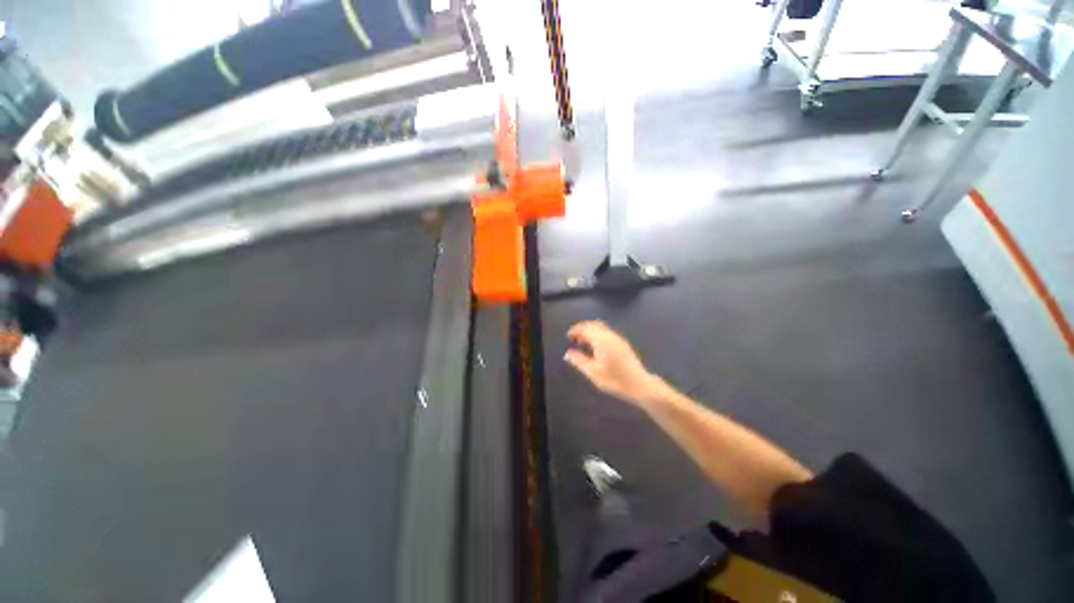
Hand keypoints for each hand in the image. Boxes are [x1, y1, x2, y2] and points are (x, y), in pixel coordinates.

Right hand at [564, 321, 664, 406]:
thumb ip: (579, 361)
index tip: (568, 338)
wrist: (640, 385)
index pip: (585, 328)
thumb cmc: (615, 380)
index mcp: (601, 340)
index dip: (575, 331)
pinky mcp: (623, 344)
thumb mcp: (593, 372)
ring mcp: (618, 339)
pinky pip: (607, 333)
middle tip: (574, 340)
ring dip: (590, 332)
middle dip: (582, 330)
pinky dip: (598, 336)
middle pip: (593, 325)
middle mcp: (610, 335)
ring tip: (584, 345)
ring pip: (601, 328)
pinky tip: (596, 349)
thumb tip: (568, 354)